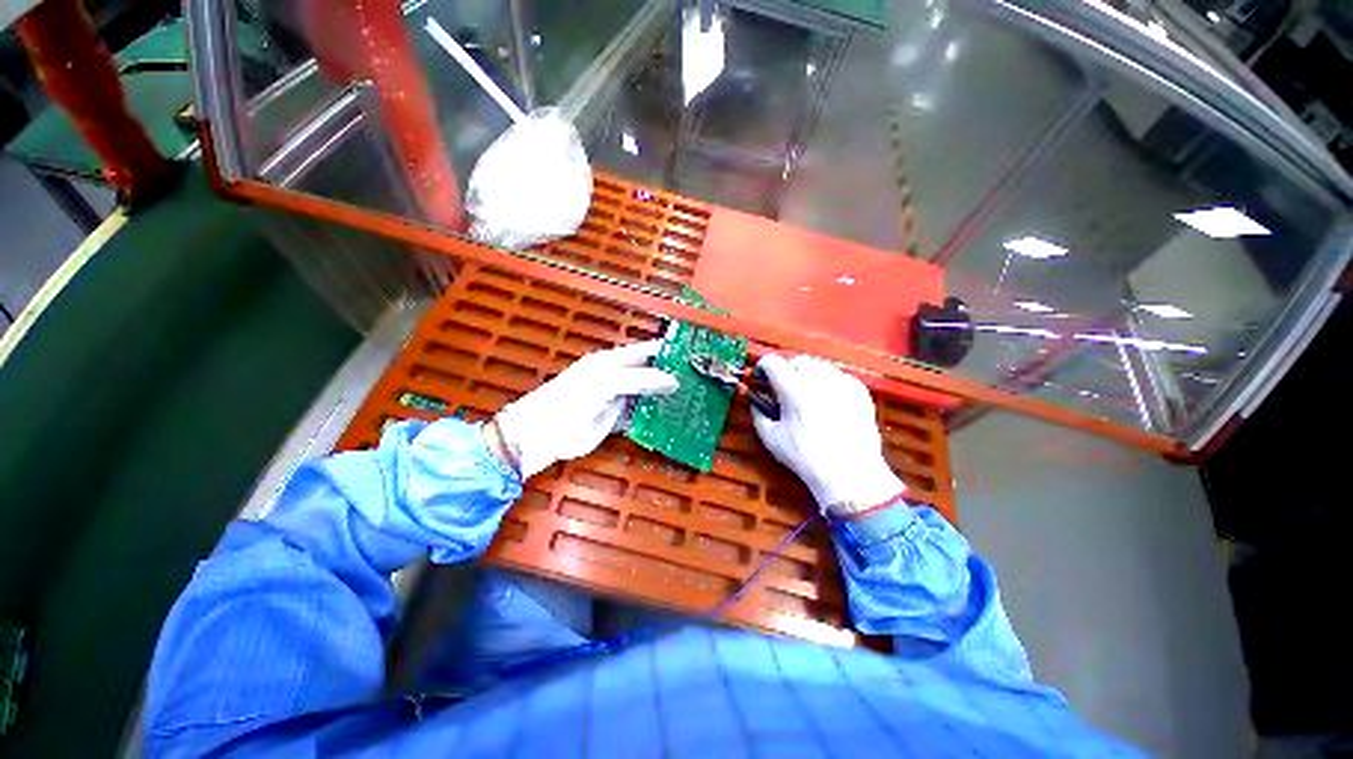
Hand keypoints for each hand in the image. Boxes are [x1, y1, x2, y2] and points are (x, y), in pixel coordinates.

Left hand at [490, 340, 678, 478]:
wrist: (541, 435)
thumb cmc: (570, 401)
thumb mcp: (606, 383)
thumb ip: (640, 379)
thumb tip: (674, 380)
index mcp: (613, 361)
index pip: (647, 350)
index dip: (669, 350)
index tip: (695, 353)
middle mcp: (618, 377)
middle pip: (651, 373)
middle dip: (673, 376)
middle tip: (701, 381)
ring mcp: (618, 399)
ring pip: (648, 395)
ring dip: (667, 399)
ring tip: (694, 401)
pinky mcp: (616, 420)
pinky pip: (641, 416)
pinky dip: (655, 418)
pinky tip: (672, 421)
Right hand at [752, 355, 904, 514]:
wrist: (849, 473)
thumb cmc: (805, 457)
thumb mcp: (771, 438)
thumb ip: (758, 414)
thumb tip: (755, 402)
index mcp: (793, 389)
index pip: (773, 362)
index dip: (763, 367)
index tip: (761, 377)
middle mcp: (818, 379)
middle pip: (797, 360)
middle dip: (787, 369)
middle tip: (783, 388)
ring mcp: (841, 383)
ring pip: (819, 365)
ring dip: (807, 373)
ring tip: (806, 394)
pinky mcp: (859, 390)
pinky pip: (839, 376)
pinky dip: (828, 382)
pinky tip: (827, 401)